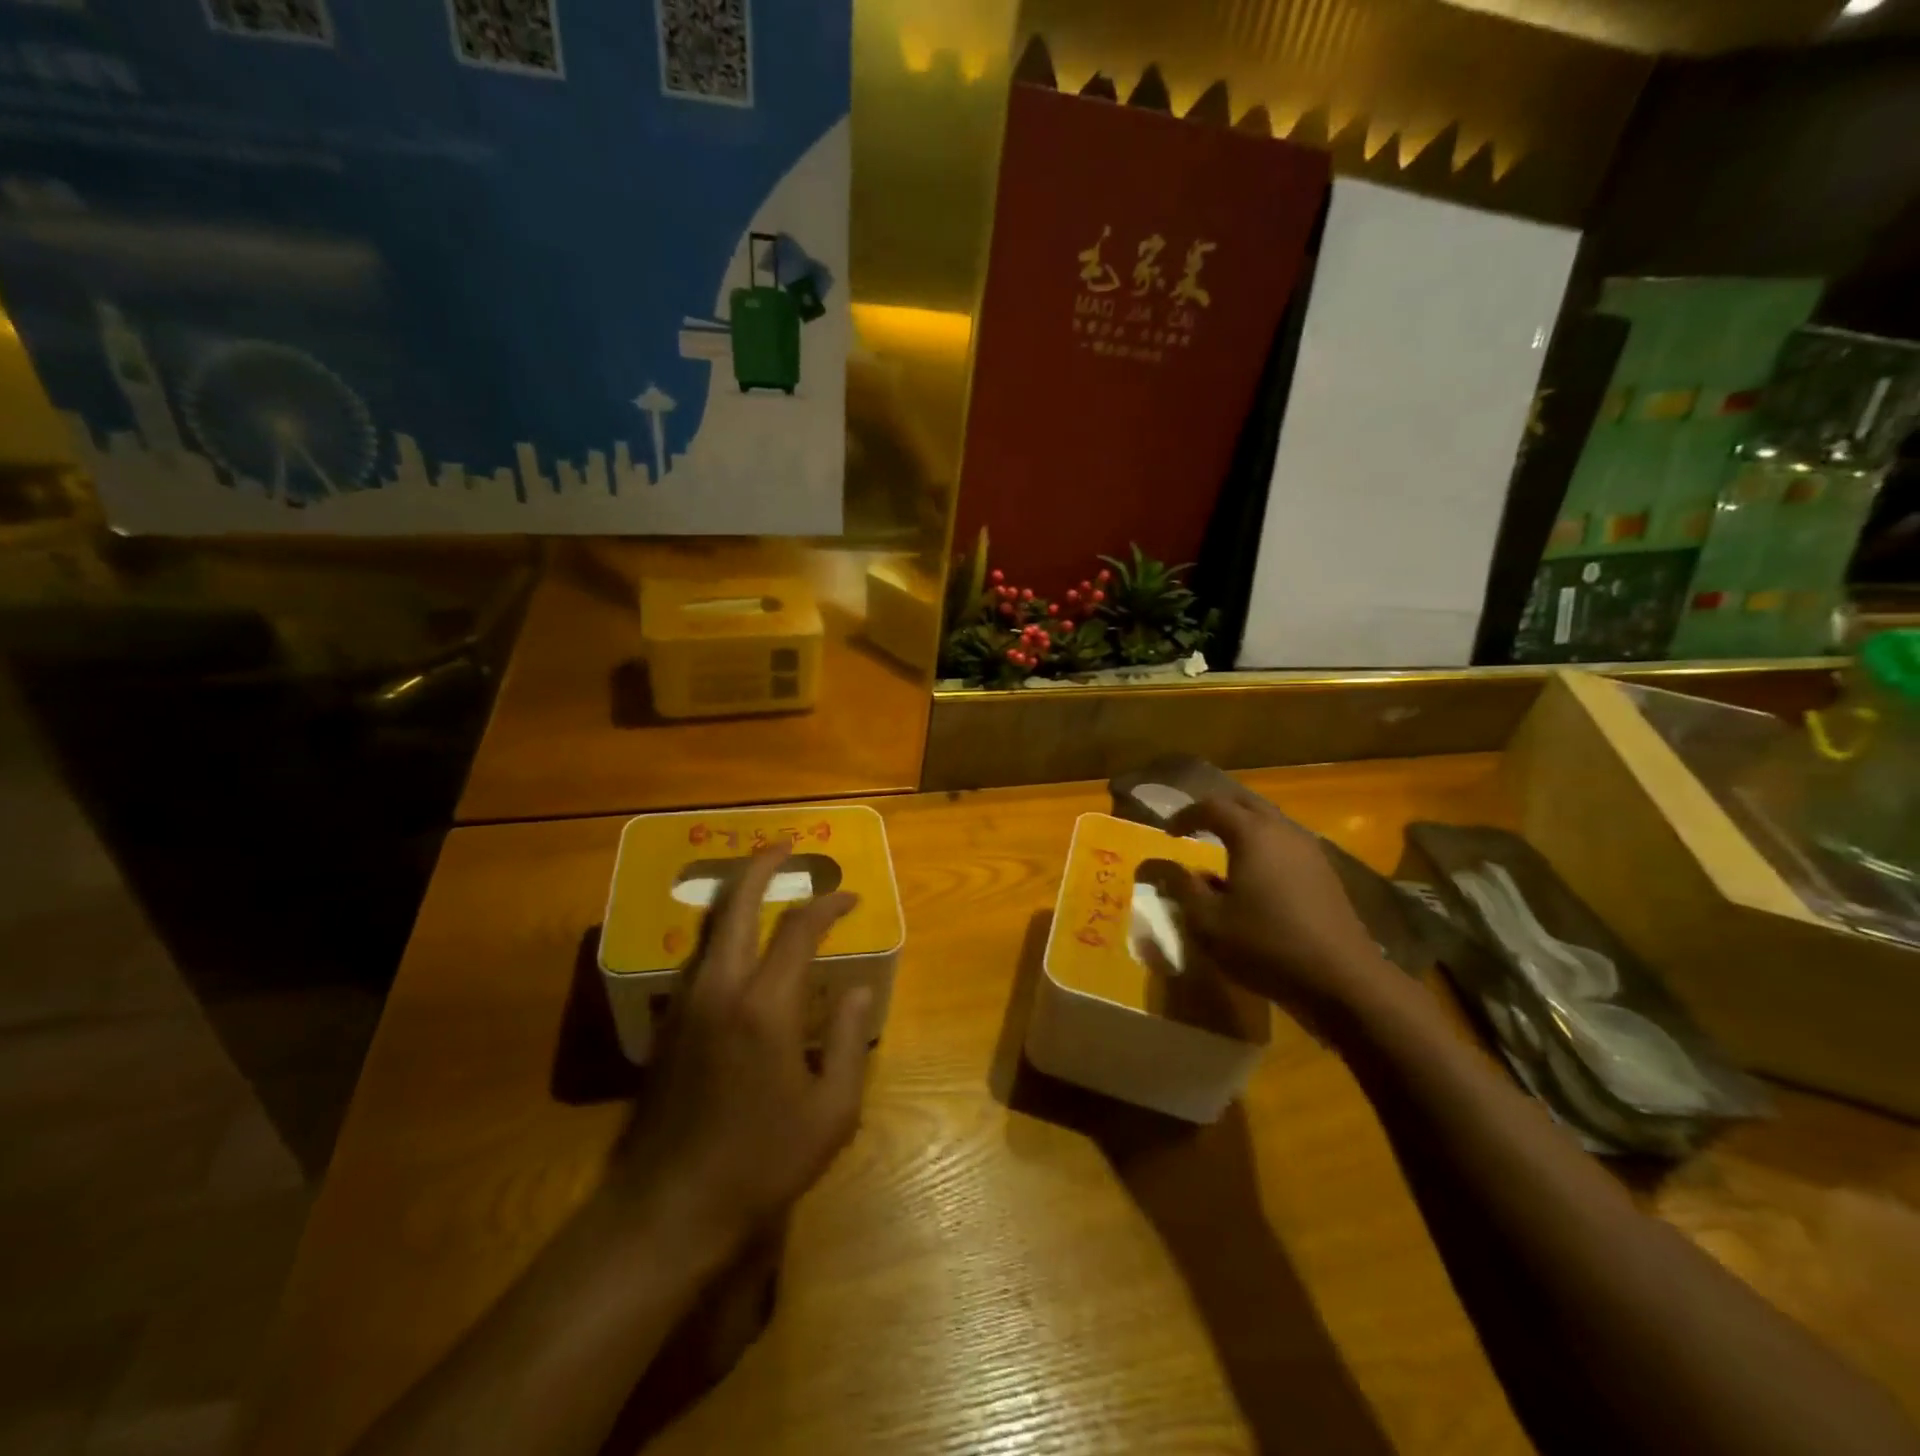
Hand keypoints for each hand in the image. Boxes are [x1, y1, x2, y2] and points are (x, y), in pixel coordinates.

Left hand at [607, 845, 872, 1256]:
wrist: (669, 1209)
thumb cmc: (761, 1163)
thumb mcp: (831, 1112)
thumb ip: (847, 1041)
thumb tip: (852, 990)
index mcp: (764, 1006)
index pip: (799, 930)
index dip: (827, 904)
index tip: (849, 897)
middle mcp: (720, 989)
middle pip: (737, 906)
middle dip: (762, 867)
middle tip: (785, 845)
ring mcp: (686, 1004)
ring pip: (710, 928)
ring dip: (738, 896)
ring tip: (763, 882)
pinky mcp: (669, 1024)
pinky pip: (699, 957)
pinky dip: (723, 931)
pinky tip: (739, 943)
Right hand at [1167, 794, 1392, 1025]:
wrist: (1342, 980)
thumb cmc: (1266, 945)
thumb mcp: (1208, 921)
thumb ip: (1180, 886)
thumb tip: (1152, 864)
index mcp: (1252, 834)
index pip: (1211, 806)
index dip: (1185, 815)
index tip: (1167, 833)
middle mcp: (1283, 830)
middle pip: (1245, 803)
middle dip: (1216, 811)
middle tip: (1194, 828)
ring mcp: (1310, 850)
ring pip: (1269, 821)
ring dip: (1242, 827)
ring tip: (1221, 849)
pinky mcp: (1325, 873)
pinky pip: (1286, 843)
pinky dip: (1263, 845)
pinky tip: (1254, 875)